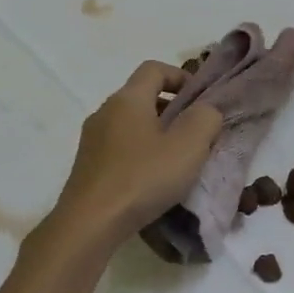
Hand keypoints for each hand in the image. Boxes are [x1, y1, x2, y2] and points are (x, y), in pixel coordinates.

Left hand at [47, 61, 223, 247]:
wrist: (89, 224)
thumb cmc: (142, 177)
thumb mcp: (189, 146)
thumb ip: (205, 118)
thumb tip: (205, 110)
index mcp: (128, 98)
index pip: (154, 68)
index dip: (181, 76)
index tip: (200, 100)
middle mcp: (105, 111)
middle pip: (142, 96)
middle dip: (172, 109)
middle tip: (195, 134)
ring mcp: (92, 139)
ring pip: (131, 124)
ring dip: (156, 133)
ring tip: (176, 160)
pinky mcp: (87, 165)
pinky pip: (119, 147)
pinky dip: (139, 153)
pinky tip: (151, 180)